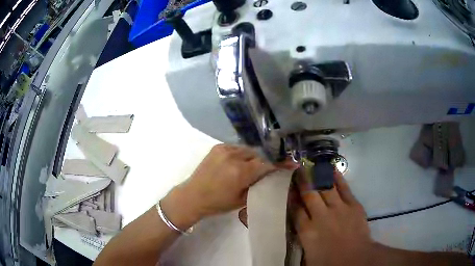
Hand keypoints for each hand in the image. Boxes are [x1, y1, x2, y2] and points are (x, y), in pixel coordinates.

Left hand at [161, 144, 282, 228]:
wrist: (193, 196)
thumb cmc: (218, 203)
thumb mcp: (242, 199)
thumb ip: (258, 186)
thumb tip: (271, 176)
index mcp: (240, 172)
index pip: (266, 164)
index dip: (279, 165)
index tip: (291, 165)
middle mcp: (234, 157)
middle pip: (258, 155)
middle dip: (264, 163)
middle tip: (265, 172)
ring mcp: (224, 150)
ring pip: (248, 150)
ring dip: (252, 158)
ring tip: (250, 168)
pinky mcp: (217, 147)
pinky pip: (237, 148)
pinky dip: (241, 154)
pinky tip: (238, 163)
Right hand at [294, 171, 374, 265]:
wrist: (356, 259)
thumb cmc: (330, 262)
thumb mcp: (307, 256)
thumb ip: (302, 241)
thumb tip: (298, 230)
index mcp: (307, 231)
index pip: (295, 209)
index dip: (291, 197)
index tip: (288, 188)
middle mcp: (320, 216)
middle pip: (309, 194)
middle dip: (303, 181)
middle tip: (298, 170)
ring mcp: (338, 208)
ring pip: (326, 188)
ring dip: (318, 176)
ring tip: (313, 166)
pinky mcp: (353, 205)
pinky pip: (344, 188)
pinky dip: (338, 178)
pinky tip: (332, 169)